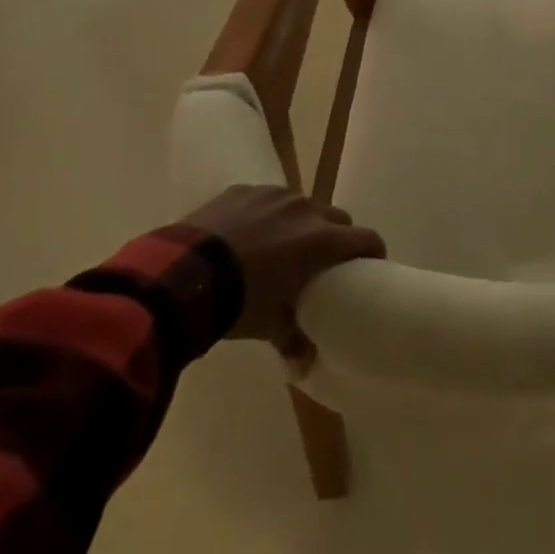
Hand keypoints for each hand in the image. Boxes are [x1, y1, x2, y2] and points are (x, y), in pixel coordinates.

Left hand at [184, 185, 384, 362]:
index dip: (372, 251)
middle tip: (324, 260)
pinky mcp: (245, 189)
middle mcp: (305, 209)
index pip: (364, 238)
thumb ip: (294, 339)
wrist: (182, 276)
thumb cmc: (237, 300)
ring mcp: (274, 194)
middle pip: (337, 218)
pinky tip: (249, 234)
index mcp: (321, 239)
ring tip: (283, 245)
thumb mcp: (269, 325)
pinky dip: (268, 214)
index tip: (372, 264)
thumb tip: (306, 365)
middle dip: (337, 236)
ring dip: (302, 223)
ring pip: (303, 205)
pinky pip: (268, 199)